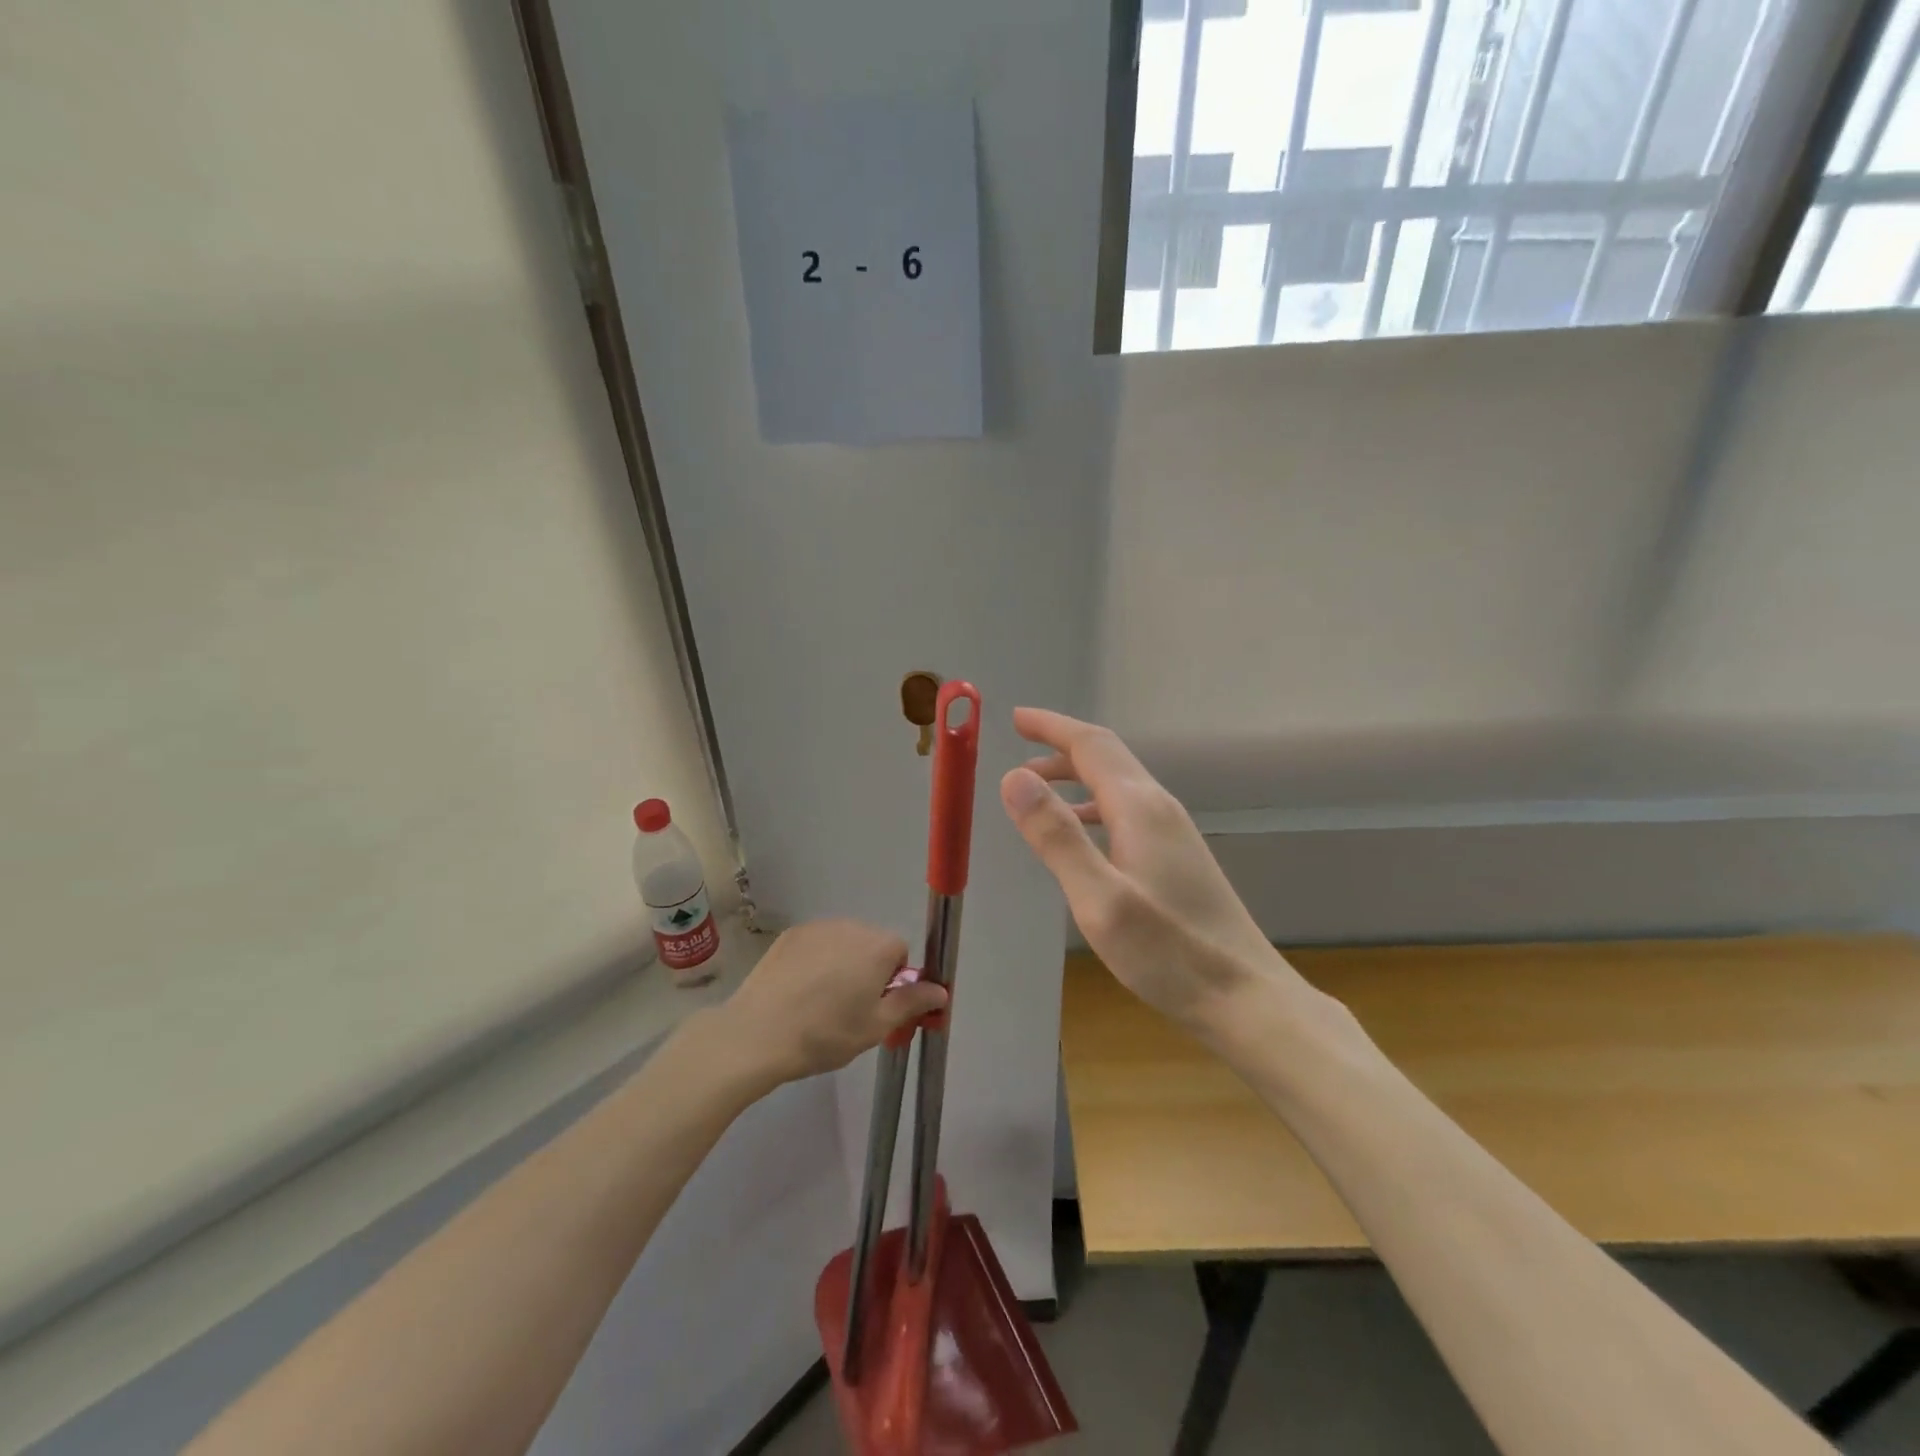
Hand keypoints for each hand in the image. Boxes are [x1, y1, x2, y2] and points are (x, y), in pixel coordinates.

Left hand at [720, 919, 948, 1085]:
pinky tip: (798, 990)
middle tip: (850, 1009)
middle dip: (868, 969)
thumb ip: (912, 1003)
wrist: (759, 1033)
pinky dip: (814, 961)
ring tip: (820, 1001)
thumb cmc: (826, 1033)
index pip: (900, 953)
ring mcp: (818, 927)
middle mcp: (852, 926)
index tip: (877, 1007)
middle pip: (872, 944)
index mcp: (878, 946)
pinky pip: (815, 944)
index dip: (893, 981)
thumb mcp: (876, 1026)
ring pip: (843, 942)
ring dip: (841, 963)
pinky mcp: (790, 934)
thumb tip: (941, 990)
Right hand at [1000, 708, 1311, 1035]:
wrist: (1245, 997)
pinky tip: (1081, 834)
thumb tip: (1014, 778)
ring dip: (1075, 778)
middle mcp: (1159, 808)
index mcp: (1139, 807)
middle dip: (1060, 747)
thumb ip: (1056, 836)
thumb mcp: (1099, 898)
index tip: (1016, 718)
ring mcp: (1173, 833)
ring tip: (1036, 791)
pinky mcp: (1178, 858)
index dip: (1051, 727)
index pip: (1090, 745)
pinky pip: (1126, 811)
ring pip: (1117, 785)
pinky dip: (1093, 807)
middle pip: (1106, 758)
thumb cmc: (1168, 952)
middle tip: (1018, 751)